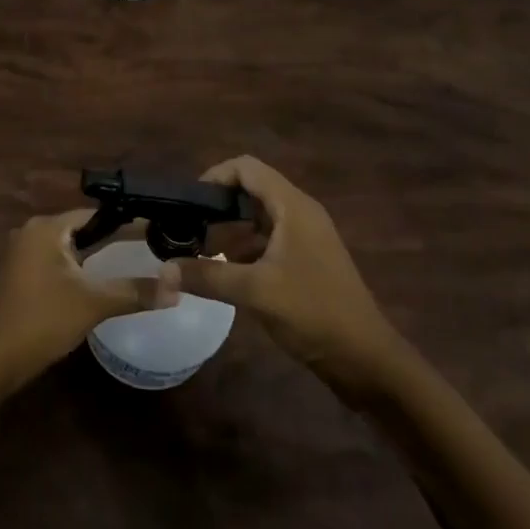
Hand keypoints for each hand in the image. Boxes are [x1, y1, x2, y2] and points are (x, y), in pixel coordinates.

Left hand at [0, 210, 174, 386]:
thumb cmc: (42, 321)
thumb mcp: (93, 304)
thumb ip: (135, 291)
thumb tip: (177, 286)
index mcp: (46, 227)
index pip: (95, 214)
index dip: (127, 222)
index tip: (156, 230)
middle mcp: (32, 232)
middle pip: (82, 229)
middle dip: (114, 238)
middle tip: (151, 248)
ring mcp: (23, 254)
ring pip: (69, 248)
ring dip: (96, 255)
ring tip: (133, 263)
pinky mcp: (20, 276)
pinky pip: (57, 263)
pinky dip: (79, 269)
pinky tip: (100, 283)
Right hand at [170, 156, 397, 383]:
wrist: (366, 360)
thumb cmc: (313, 312)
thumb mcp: (255, 292)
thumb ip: (207, 276)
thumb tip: (163, 269)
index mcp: (293, 206)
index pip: (247, 168)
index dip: (215, 176)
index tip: (188, 201)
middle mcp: (300, 213)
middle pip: (251, 191)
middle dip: (218, 207)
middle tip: (188, 229)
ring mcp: (306, 237)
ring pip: (259, 218)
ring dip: (230, 231)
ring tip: (200, 254)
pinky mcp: (307, 260)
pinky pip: (269, 241)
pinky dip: (245, 249)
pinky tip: (226, 274)